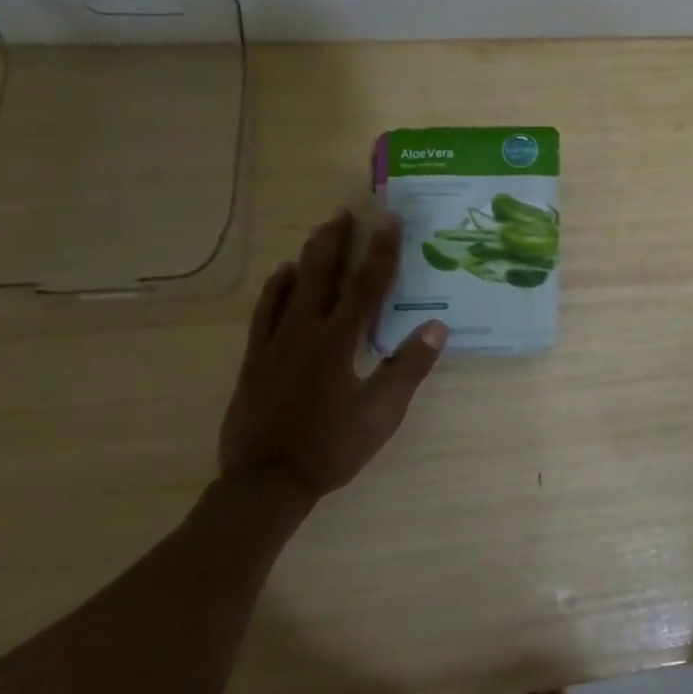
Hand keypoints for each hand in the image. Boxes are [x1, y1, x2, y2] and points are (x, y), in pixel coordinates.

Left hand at [218, 208, 447, 504]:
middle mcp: (306, 331)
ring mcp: (275, 343)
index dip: (381, 251)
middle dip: (336, 241)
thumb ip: (408, 368)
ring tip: (319, 231)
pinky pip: (264, 313)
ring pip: (291, 287)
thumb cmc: (331, 447)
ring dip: (308, 257)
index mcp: (340, 342)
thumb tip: (437, 326)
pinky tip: (282, 275)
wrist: (266, 482)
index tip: (390, 221)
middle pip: (323, 275)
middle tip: (344, 212)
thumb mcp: (381, 413)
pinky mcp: (255, 359)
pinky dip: (275, 289)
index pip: (367, 286)